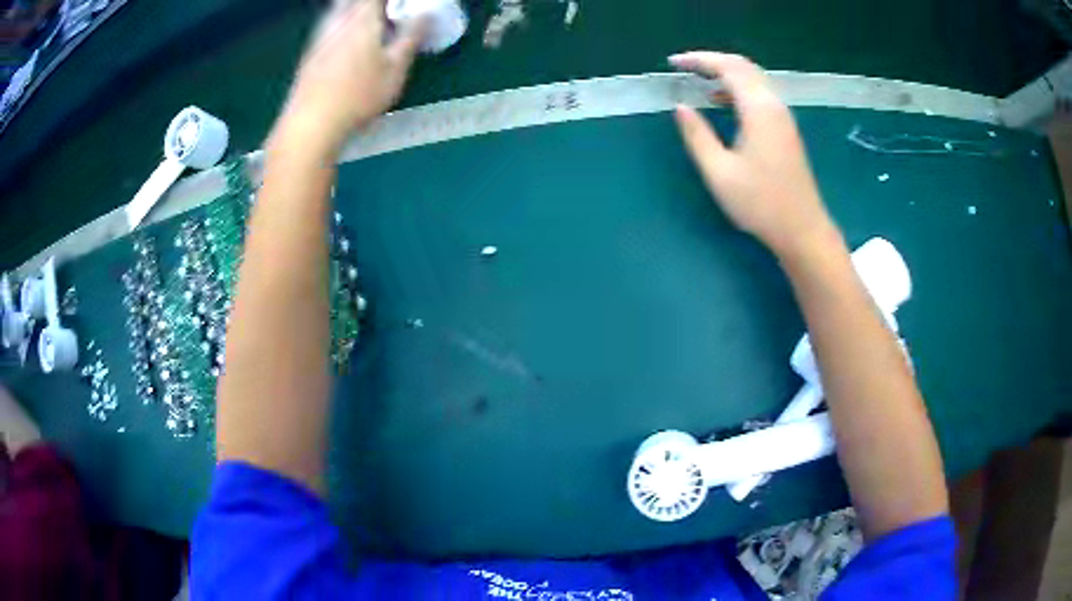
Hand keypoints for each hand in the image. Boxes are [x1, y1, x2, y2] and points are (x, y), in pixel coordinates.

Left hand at [276, 0, 424, 156]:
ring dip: (354, 10)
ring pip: (338, 10)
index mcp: (363, 20)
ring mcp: (321, 36)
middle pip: (353, 1)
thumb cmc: (358, 96)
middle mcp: (338, 21)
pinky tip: (347, 39)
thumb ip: (411, 37)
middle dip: (372, 3)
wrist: (311, 124)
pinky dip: (341, 23)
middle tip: (388, 12)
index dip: (392, 0)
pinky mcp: (310, 53)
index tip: (401, 5)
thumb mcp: (395, 70)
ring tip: (371, 23)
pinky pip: (329, 25)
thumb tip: (425, 14)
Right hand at [670, 52, 836, 256]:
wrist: (802, 230)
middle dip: (712, 61)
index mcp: (759, 110)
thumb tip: (681, 107)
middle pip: (743, 67)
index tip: (673, 63)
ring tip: (698, 82)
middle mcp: (774, 106)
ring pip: (753, 80)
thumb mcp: (719, 172)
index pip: (729, 68)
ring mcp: (783, 117)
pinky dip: (738, 90)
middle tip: (684, 67)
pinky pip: (760, 95)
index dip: (699, 60)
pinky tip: (722, 103)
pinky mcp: (785, 130)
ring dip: (725, 75)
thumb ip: (697, 135)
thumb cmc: (760, 204)